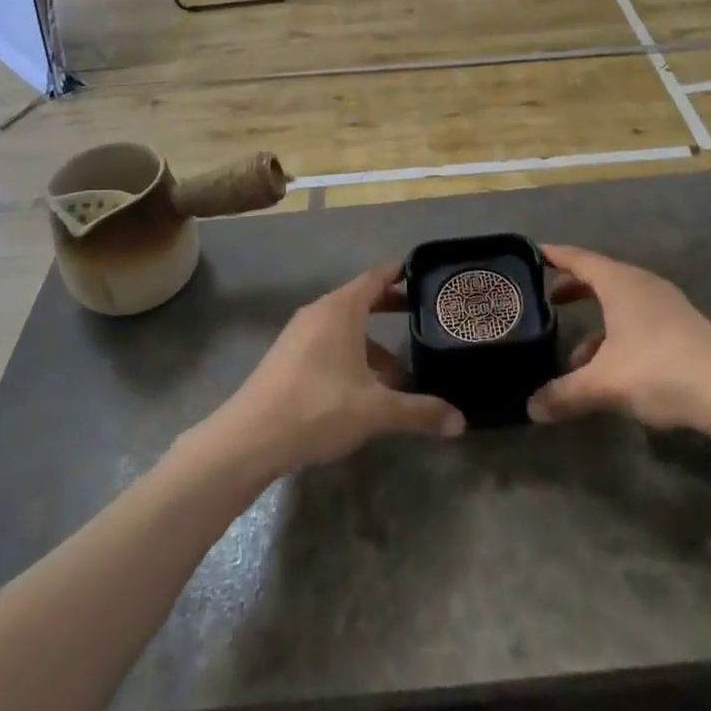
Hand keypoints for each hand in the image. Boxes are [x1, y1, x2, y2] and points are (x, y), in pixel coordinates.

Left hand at [210, 264, 463, 478]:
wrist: (249, 438)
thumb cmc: (317, 409)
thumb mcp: (375, 410)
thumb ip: (419, 412)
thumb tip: (461, 422)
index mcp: (340, 309)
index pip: (376, 277)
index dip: (400, 273)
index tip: (424, 272)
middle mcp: (319, 312)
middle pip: (361, 300)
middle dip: (391, 308)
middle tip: (422, 317)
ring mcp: (299, 334)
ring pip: (345, 328)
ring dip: (372, 344)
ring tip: (399, 374)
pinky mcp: (287, 357)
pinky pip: (328, 344)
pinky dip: (351, 355)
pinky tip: (364, 390)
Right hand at [527, 245, 710, 434]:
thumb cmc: (661, 371)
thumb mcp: (605, 384)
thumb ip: (564, 394)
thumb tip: (530, 408)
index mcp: (620, 282)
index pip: (578, 258)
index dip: (553, 256)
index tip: (531, 255)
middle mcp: (642, 284)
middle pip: (599, 277)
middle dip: (571, 288)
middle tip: (545, 300)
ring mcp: (666, 305)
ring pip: (619, 303)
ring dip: (594, 319)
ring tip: (572, 352)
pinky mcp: (682, 328)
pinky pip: (637, 319)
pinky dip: (616, 334)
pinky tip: (609, 369)